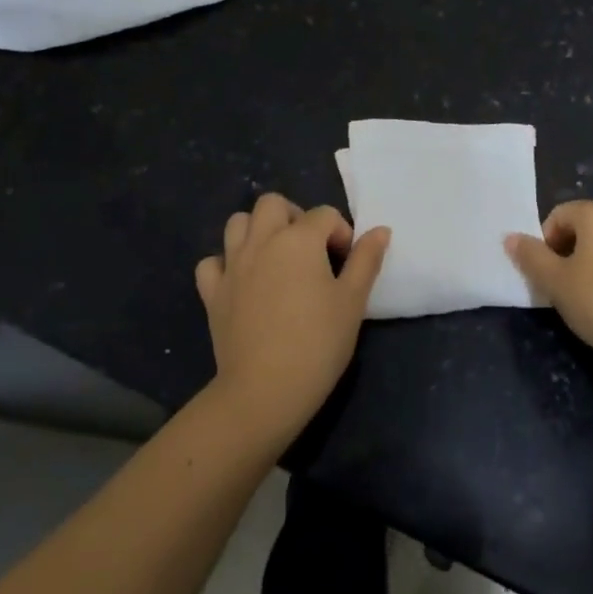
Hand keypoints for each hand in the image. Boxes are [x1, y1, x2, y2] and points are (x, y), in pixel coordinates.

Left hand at [196, 193, 390, 441]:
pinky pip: (212, 262)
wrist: (266, 389)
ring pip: (237, 223)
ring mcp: (232, 265)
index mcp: (299, 239)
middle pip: (273, 204)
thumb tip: (380, 230)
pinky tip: (242, 282)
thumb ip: (366, 260)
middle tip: (309, 250)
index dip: (340, 234)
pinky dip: (226, 264)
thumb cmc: (318, 343)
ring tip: (276, 259)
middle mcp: (262, 241)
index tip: (346, 265)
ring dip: (257, 231)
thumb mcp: (353, 301)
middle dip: (294, 217)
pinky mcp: (212, 292)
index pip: (324, 215)